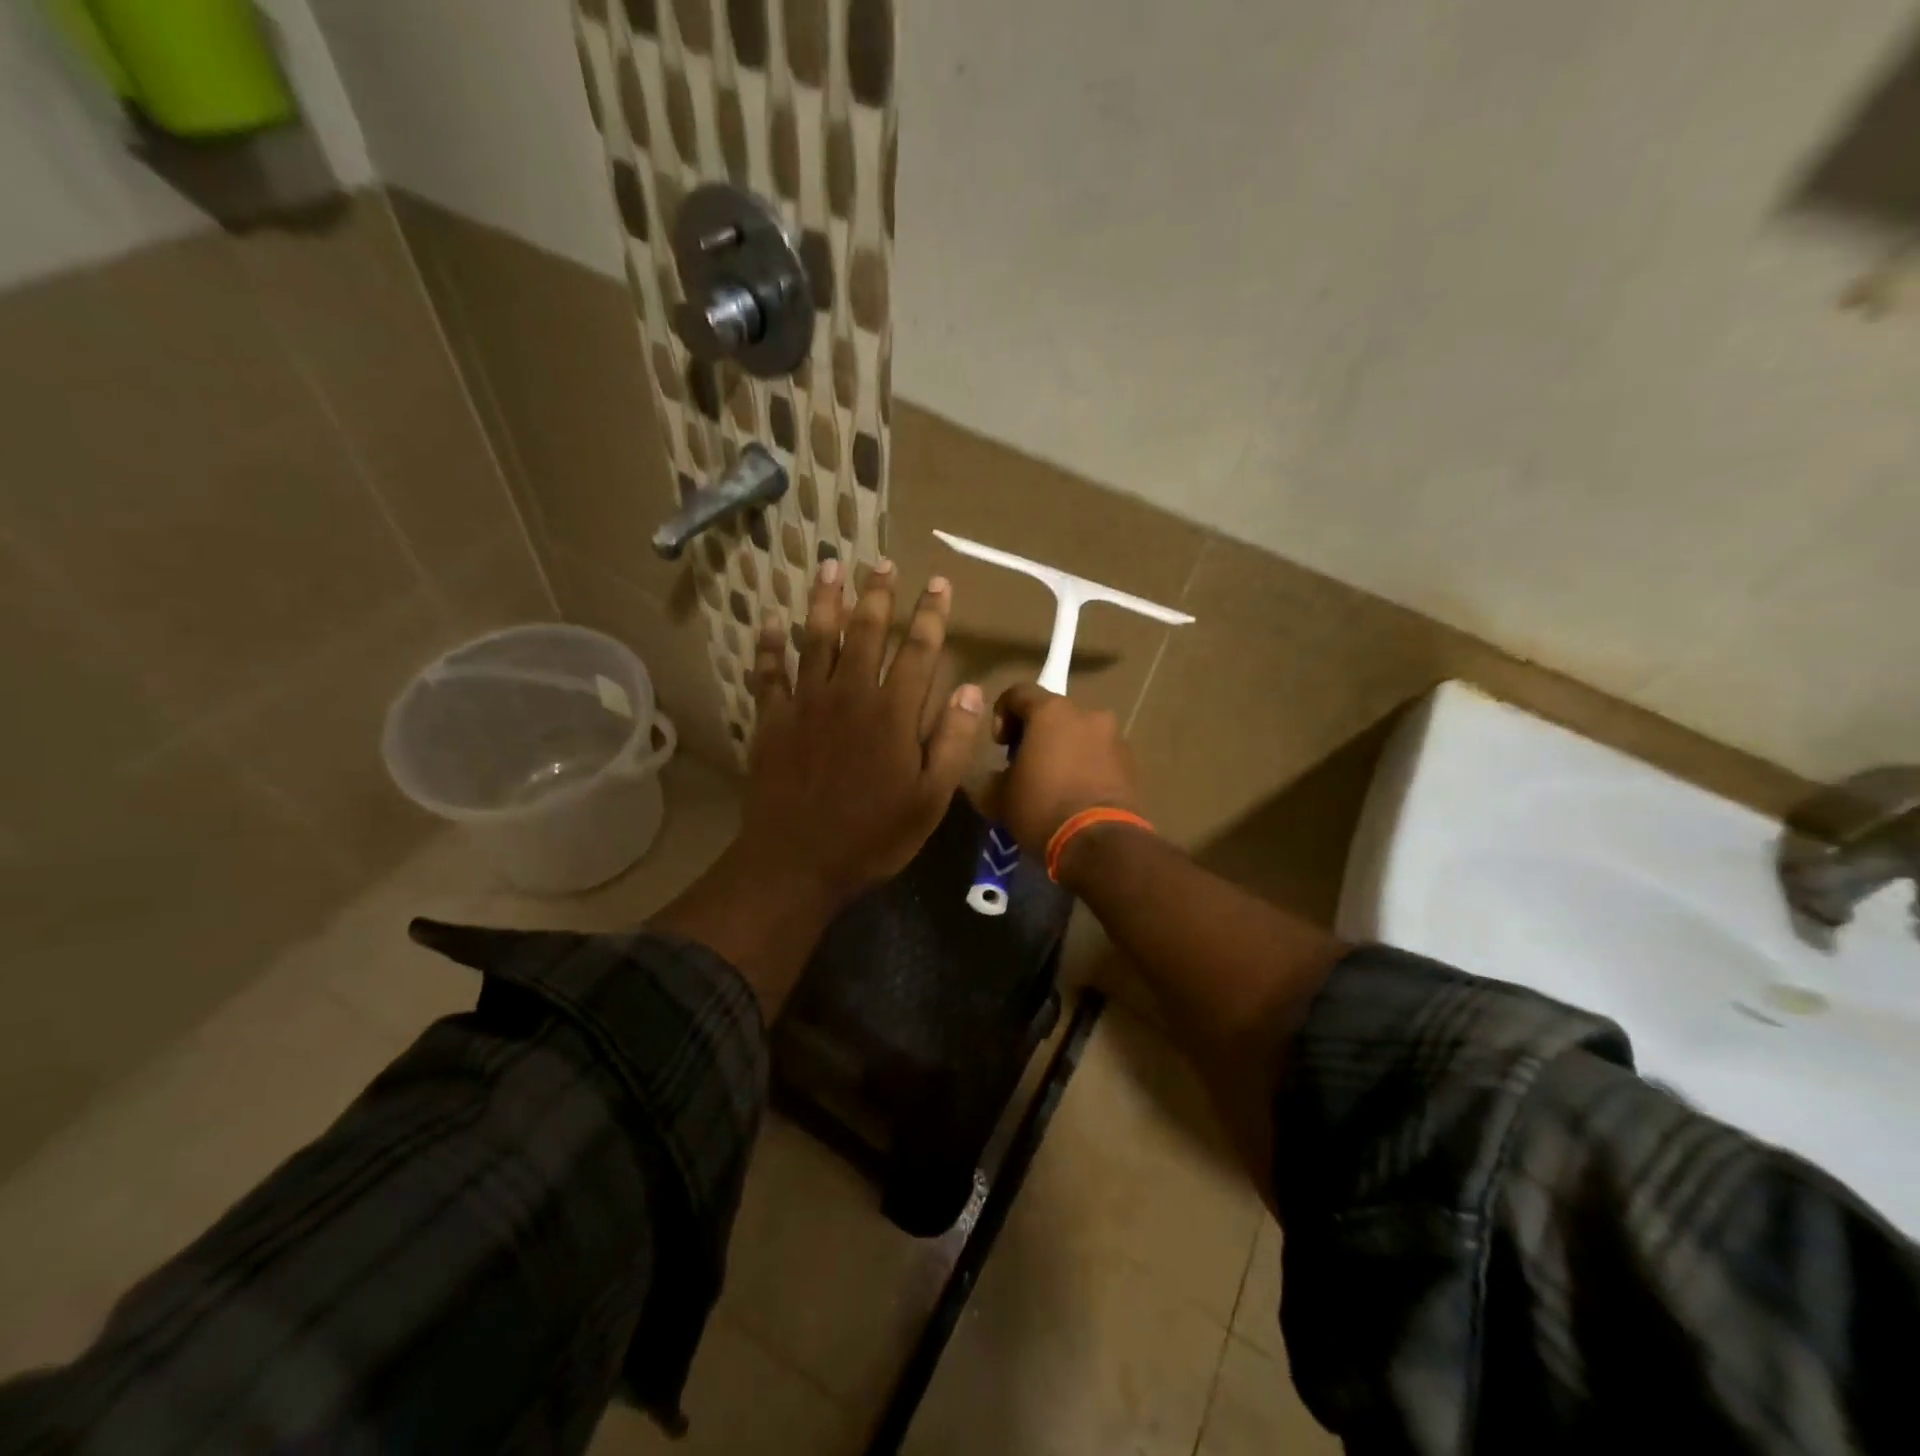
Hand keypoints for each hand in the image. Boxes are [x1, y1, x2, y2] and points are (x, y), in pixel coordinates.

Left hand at [736, 558, 984, 906]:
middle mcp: (850, 694)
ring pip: (816, 639)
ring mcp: (806, 703)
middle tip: (882, 562)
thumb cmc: (873, 835)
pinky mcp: (772, 720)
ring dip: (825, 600)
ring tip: (830, 566)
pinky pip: (768, 672)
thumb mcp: (930, 798)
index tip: (938, 583)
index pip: (918, 650)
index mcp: (893, 713)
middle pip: (865, 632)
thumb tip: (971, 690)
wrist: (798, 861)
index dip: (931, 614)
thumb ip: (953, 741)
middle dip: (877, 594)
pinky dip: (768, 644)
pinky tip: (769, 619)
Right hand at [977, 684, 1143, 859]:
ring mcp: (1114, 737)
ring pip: (1079, 734)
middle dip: (1035, 734)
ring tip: (1053, 784)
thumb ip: (991, 777)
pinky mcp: (1131, 762)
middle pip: (1053, 713)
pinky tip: (1076, 795)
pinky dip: (1085, 765)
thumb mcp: (998, 797)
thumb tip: (994, 777)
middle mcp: (1087, 714)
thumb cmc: (1042, 809)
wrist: (1101, 844)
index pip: (1018, 693)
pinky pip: (1099, 755)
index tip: (999, 746)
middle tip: (1024, 765)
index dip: (1002, 714)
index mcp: (1051, 711)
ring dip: (1063, 750)